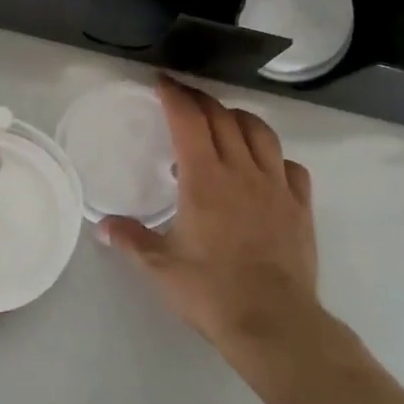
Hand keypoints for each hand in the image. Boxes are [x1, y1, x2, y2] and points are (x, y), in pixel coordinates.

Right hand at [99, 78, 320, 366]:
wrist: (273, 322)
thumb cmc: (211, 291)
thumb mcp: (160, 267)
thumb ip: (131, 240)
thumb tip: (103, 226)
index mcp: (205, 178)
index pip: (188, 120)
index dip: (174, 95)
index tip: (162, 81)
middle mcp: (242, 171)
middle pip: (223, 117)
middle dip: (201, 100)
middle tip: (184, 98)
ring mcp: (276, 186)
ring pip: (261, 133)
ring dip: (239, 118)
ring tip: (226, 121)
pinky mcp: (300, 206)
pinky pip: (291, 167)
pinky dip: (275, 157)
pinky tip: (266, 167)